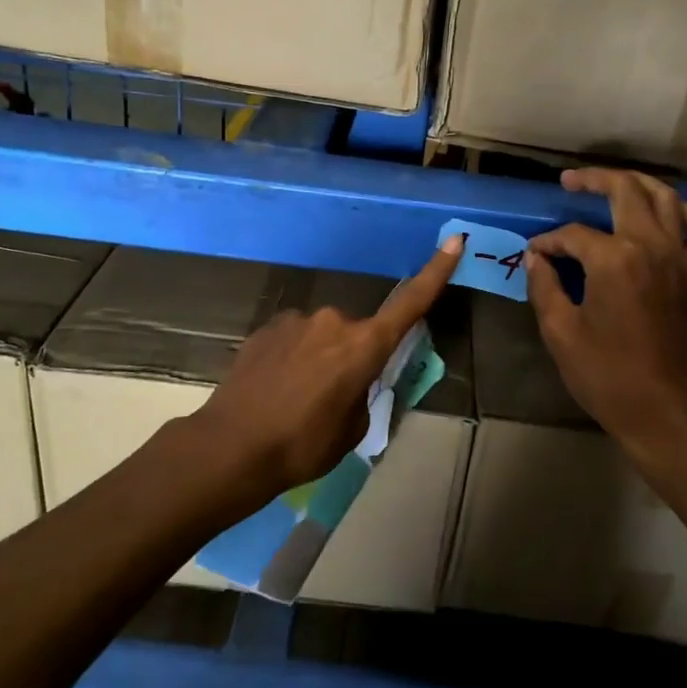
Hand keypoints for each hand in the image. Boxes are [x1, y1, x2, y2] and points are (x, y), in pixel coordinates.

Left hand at [190, 237, 462, 494]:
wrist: (231, 447)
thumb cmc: (303, 445)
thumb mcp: (352, 428)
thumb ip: (361, 393)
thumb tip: (350, 379)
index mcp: (363, 345)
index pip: (410, 303)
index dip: (435, 272)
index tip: (454, 240)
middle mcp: (333, 321)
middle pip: (356, 332)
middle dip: (351, 357)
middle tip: (331, 398)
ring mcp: (296, 320)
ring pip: (321, 336)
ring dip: (318, 358)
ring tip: (295, 399)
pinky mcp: (267, 328)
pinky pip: (293, 339)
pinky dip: (292, 358)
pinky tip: (273, 388)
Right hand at [524, 168, 686, 462]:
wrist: (665, 411)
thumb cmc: (607, 375)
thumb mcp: (560, 332)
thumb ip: (544, 287)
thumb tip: (536, 258)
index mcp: (614, 260)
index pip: (574, 234)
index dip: (549, 241)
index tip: (534, 254)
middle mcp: (651, 246)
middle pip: (625, 191)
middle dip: (594, 180)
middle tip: (570, 181)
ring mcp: (681, 258)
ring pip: (666, 198)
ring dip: (638, 183)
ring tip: (615, 182)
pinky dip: (685, 213)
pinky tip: (668, 212)